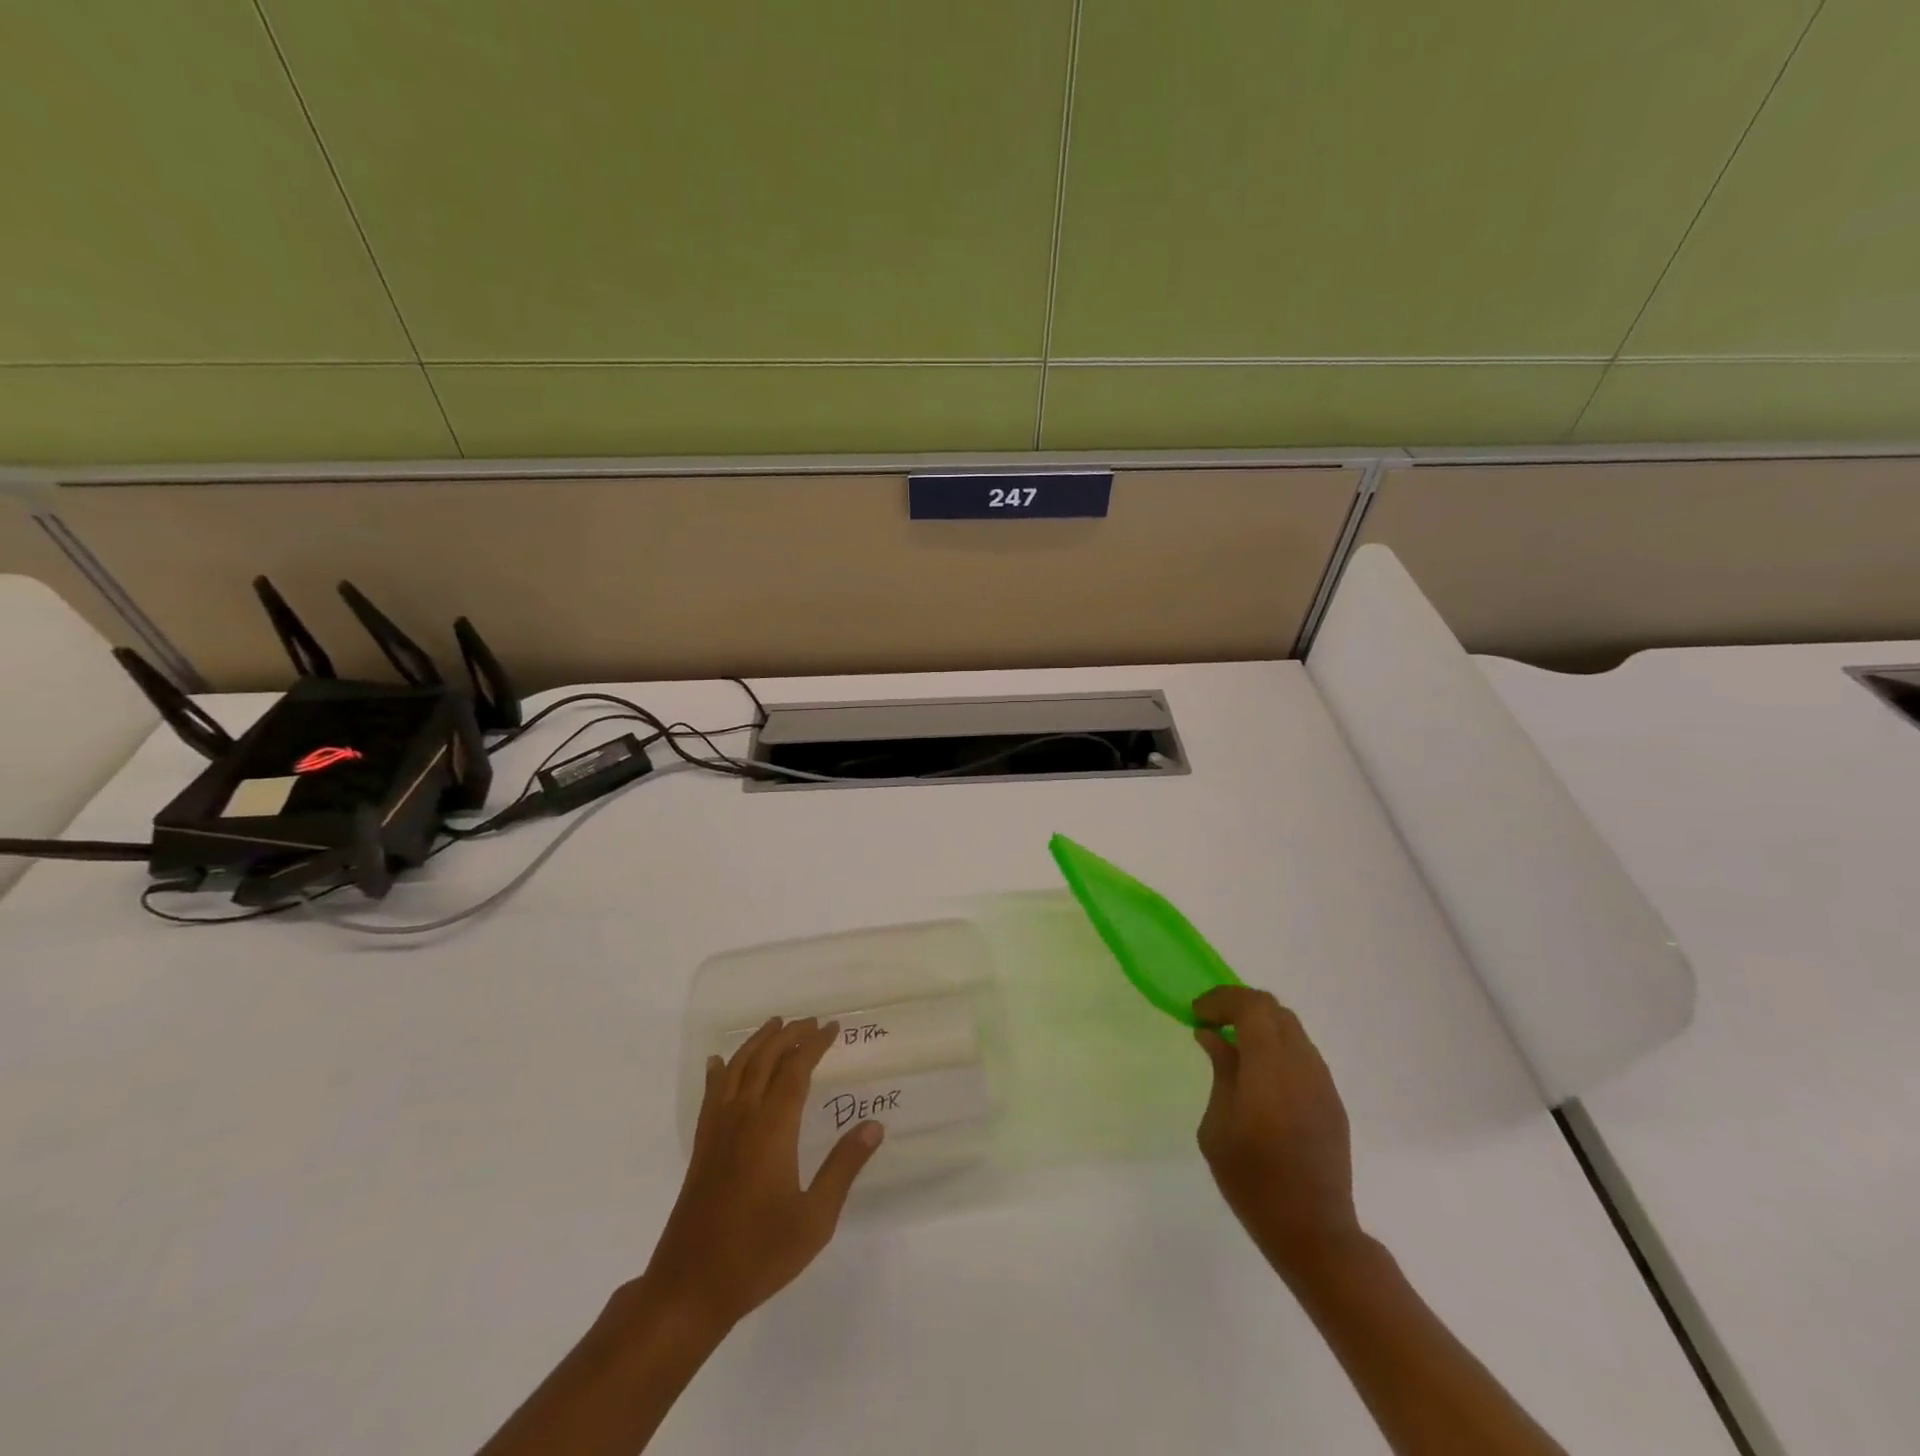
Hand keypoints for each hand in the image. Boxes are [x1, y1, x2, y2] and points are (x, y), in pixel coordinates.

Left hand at [640, 1017, 883, 1332]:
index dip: (815, 1045)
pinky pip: (711, 1094)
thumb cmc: (758, 1255)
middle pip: (765, 1060)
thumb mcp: (814, 1219)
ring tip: (775, 1025)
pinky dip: (720, 1071)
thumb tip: (874, 1125)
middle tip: (811, 1022)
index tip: (833, 1028)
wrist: (690, 1289)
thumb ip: (843, 1168)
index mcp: (772, 1130)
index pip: (796, 1070)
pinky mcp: (702, 1147)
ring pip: (736, 1069)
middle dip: (789, 1035)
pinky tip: (720, 1062)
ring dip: (758, 1043)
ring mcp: (717, 1131)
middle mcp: (742, 1118)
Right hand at [1193, 986, 1361, 1279]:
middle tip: (1212, 1022)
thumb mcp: (1217, 1127)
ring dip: (1260, 1025)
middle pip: (1274, 1009)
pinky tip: (1259, 1074)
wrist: (1314, 1232)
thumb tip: (1213, 1036)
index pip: (1252, 1006)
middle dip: (1239, 1005)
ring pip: (1292, 1029)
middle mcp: (1302, 1065)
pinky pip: (1303, 1054)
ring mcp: (1322, 1082)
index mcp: (1270, 1068)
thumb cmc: (1253, 1181)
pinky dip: (1276, 1047)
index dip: (1222, 999)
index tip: (1197, 1014)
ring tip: (1234, 1045)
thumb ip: (1220, 1073)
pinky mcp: (1332, 1100)